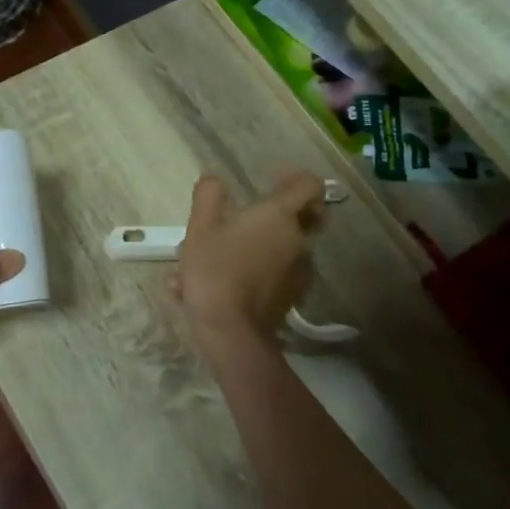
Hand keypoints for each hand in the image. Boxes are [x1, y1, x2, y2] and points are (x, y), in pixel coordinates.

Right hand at [173, 170, 325, 348]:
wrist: (231, 331)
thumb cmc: (215, 269)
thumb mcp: (199, 228)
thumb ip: (207, 197)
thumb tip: (213, 179)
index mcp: (279, 215)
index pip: (309, 185)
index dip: (295, 177)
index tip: (272, 180)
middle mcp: (297, 240)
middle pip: (307, 216)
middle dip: (284, 213)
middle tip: (253, 216)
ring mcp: (299, 271)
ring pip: (286, 249)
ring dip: (261, 247)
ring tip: (222, 259)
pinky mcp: (292, 297)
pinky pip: (276, 275)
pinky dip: (256, 274)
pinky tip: (222, 286)